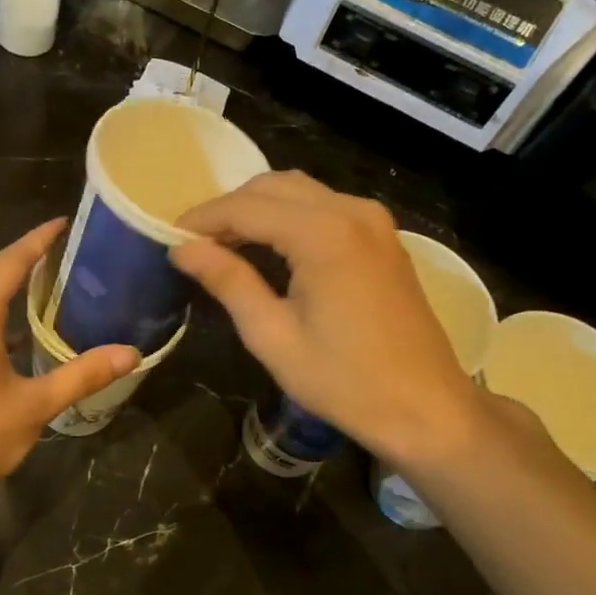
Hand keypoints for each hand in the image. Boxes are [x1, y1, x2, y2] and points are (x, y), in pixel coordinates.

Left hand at [0, 220, 138, 519]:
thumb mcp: (35, 405)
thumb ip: (82, 375)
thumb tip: (130, 353)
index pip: (8, 264)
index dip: (36, 241)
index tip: (62, 222)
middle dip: (26, 257)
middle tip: (64, 248)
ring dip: (12, 285)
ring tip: (50, 280)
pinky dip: (2, 314)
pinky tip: (27, 332)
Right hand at [172, 171, 493, 475]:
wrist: (427, 408)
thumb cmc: (345, 381)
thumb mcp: (273, 336)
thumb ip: (228, 282)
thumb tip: (183, 249)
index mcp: (323, 234)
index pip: (245, 207)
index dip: (202, 219)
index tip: (168, 238)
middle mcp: (351, 211)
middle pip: (272, 187)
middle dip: (228, 209)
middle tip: (194, 245)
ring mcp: (373, 220)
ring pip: (298, 191)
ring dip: (257, 208)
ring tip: (224, 245)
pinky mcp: (383, 235)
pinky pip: (323, 206)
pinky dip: (288, 215)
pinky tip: (269, 247)